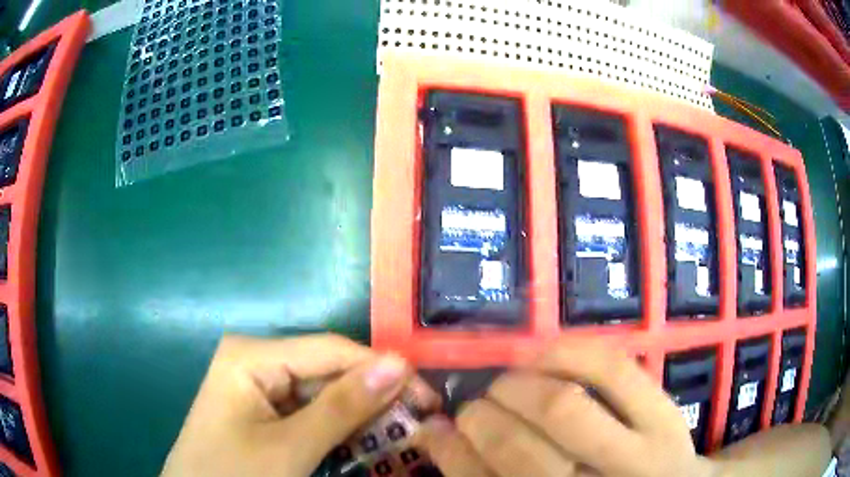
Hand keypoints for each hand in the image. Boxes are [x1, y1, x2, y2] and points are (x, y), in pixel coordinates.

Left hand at [161, 334, 437, 476]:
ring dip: (359, 414)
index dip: (381, 370)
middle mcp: (255, 360)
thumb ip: (343, 407)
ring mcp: (258, 385)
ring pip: (322, 392)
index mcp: (252, 355)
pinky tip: (363, 439)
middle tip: (420, 419)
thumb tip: (399, 364)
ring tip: (400, 431)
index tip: (426, 395)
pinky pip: (309, 410)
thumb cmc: (234, 474)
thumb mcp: (291, 447)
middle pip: (327, 371)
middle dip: (372, 396)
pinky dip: (338, 426)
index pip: (330, 350)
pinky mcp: (263, 408)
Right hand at [417, 341, 716, 476]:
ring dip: (517, 387)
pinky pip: (611, 367)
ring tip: (505, 383)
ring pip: (563, 407)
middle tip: (474, 407)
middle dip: (482, 418)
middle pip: (521, 450)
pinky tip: (545, 356)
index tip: (435, 429)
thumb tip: (439, 433)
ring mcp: (639, 450)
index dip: (453, 453)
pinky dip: (567, 352)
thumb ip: (495, 474)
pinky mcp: (664, 413)